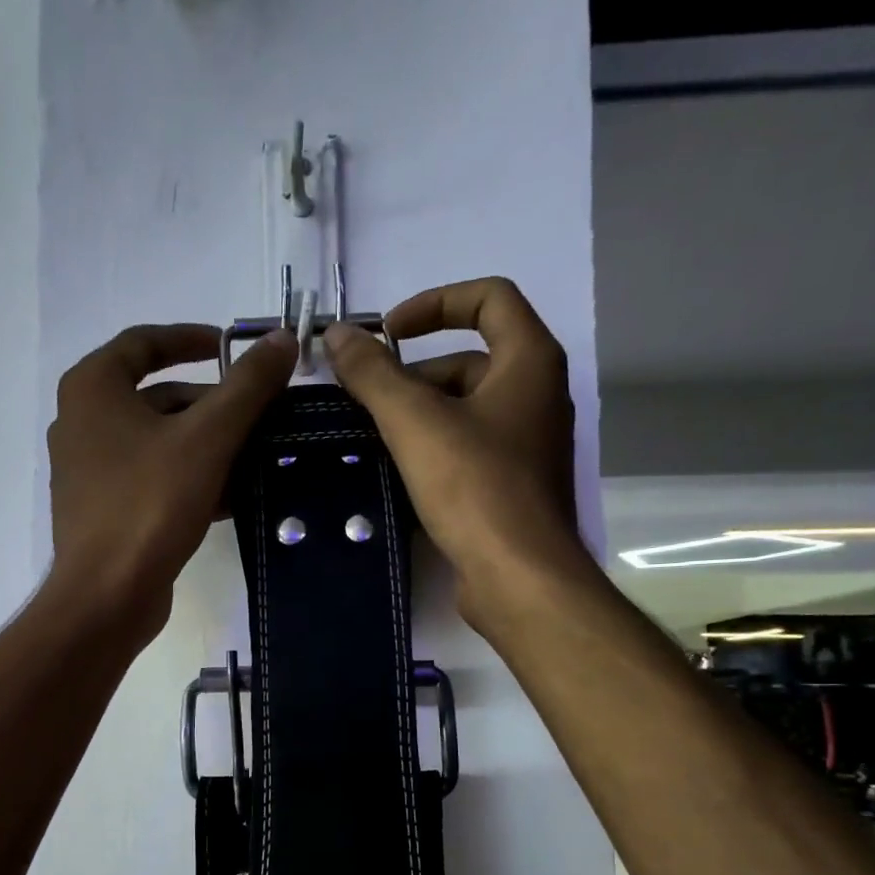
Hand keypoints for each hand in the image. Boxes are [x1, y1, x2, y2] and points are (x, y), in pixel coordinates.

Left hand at [46, 323, 296, 643]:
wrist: (107, 595)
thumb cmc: (149, 504)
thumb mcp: (207, 438)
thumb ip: (247, 387)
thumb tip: (282, 339)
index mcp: (93, 388)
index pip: (145, 342)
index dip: (192, 339)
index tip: (232, 347)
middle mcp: (82, 422)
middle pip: (158, 397)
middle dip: (212, 405)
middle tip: (260, 415)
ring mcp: (90, 471)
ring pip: (159, 443)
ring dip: (208, 446)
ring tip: (257, 456)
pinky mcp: (104, 510)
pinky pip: (153, 480)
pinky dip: (190, 479)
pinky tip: (233, 497)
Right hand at [322, 278, 584, 625]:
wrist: (519, 576)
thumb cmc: (475, 487)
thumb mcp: (415, 423)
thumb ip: (374, 375)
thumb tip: (337, 335)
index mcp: (529, 361)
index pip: (489, 298)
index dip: (434, 303)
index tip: (388, 333)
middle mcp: (537, 395)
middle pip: (470, 360)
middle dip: (414, 374)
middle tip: (366, 402)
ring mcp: (527, 444)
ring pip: (466, 410)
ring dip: (418, 416)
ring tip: (371, 440)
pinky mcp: (513, 487)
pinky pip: (468, 450)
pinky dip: (433, 450)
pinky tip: (396, 474)